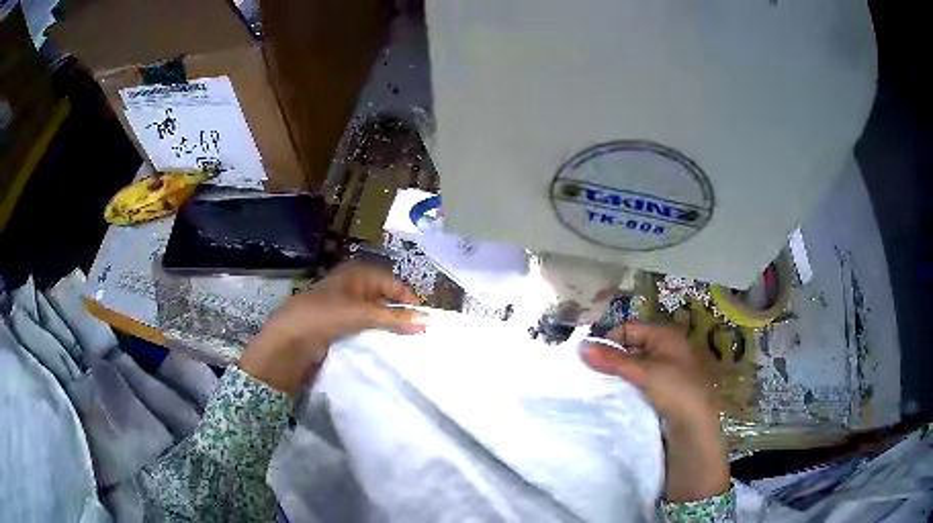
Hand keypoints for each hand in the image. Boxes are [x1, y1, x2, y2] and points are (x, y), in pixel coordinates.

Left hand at [239, 262, 426, 396]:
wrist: (288, 341)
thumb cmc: (323, 316)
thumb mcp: (361, 314)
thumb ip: (394, 318)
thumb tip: (427, 321)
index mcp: (356, 274)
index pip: (391, 283)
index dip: (408, 299)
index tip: (425, 320)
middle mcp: (352, 288)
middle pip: (384, 299)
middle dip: (400, 315)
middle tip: (419, 334)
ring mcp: (344, 309)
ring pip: (375, 316)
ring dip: (388, 328)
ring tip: (408, 344)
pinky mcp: (338, 328)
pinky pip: (363, 330)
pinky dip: (375, 337)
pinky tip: (386, 349)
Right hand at [581, 323, 729, 501]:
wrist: (696, 426)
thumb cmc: (675, 390)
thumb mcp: (643, 372)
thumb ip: (612, 360)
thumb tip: (581, 346)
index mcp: (665, 335)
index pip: (629, 329)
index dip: (609, 340)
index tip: (589, 359)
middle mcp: (665, 349)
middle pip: (630, 347)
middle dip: (611, 359)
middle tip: (590, 374)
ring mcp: (664, 370)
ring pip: (633, 367)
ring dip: (617, 375)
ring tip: (598, 386)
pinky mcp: (661, 390)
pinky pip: (638, 383)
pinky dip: (625, 386)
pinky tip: (613, 396)